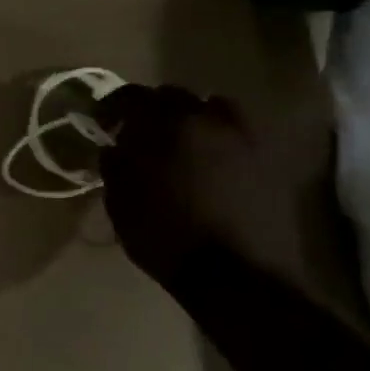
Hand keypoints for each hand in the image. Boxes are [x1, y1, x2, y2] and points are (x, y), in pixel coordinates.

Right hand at [95, 85, 304, 288]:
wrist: (234, 274)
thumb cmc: (165, 236)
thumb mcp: (122, 203)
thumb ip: (115, 165)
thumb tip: (114, 147)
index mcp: (166, 125)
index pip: (131, 97)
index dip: (112, 107)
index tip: (102, 122)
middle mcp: (207, 118)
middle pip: (174, 96)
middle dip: (153, 110)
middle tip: (140, 134)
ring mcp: (243, 135)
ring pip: (212, 109)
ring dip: (192, 120)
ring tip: (182, 144)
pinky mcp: (267, 157)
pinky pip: (236, 133)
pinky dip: (219, 139)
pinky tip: (211, 162)